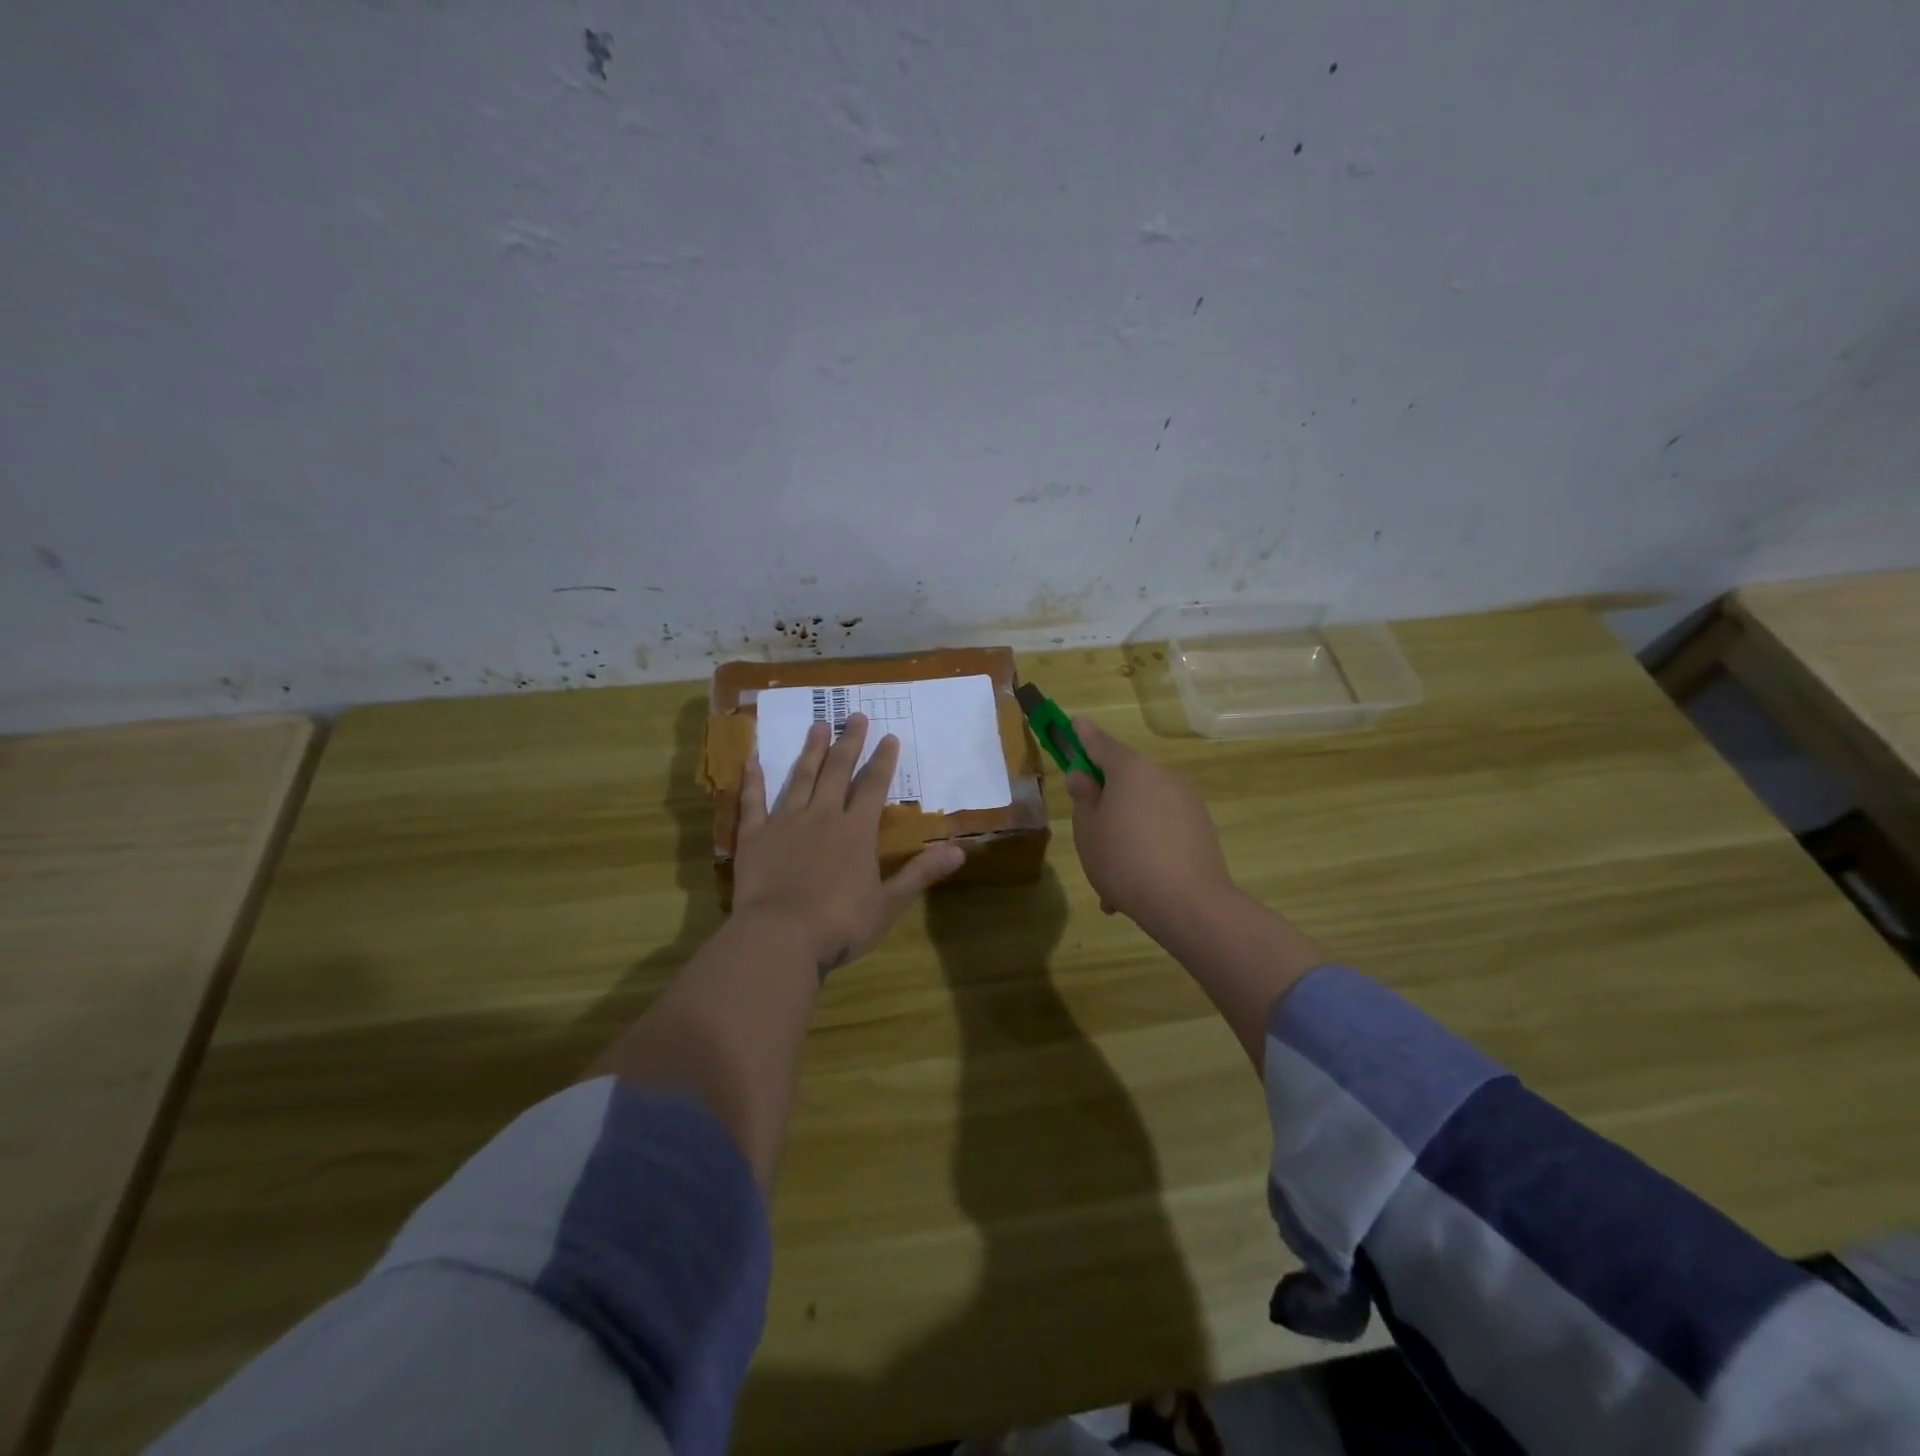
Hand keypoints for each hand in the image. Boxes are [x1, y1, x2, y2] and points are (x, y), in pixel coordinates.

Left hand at [736, 713, 964, 974]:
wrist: (780, 937)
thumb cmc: (840, 924)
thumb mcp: (889, 903)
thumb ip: (921, 872)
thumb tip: (960, 851)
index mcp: (856, 831)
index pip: (873, 786)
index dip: (883, 761)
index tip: (889, 736)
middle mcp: (822, 816)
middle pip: (838, 771)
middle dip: (849, 742)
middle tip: (854, 715)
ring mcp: (785, 822)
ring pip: (800, 777)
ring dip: (811, 750)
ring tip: (817, 724)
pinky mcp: (755, 837)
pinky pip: (754, 801)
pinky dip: (753, 779)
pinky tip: (753, 758)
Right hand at [1065, 716, 1236, 939]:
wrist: (1189, 904)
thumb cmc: (1124, 860)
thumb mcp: (1088, 830)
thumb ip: (1084, 798)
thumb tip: (1084, 776)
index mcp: (1131, 770)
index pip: (1100, 743)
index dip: (1084, 735)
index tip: (1075, 722)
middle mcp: (1162, 777)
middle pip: (1126, 779)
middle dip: (1106, 801)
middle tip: (1087, 833)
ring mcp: (1186, 802)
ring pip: (1143, 811)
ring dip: (1125, 833)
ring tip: (1110, 880)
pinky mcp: (1202, 829)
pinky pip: (1163, 831)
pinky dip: (1147, 849)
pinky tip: (1134, 887)